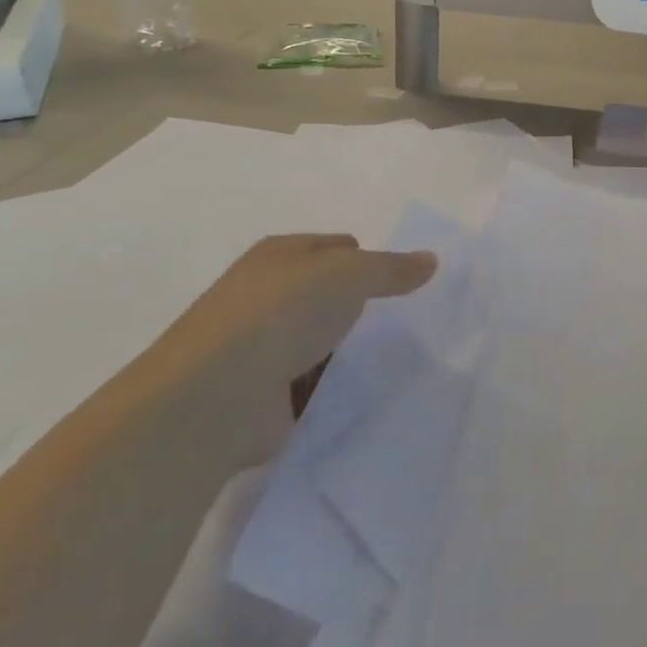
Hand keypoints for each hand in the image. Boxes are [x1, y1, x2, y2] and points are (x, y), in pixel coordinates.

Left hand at [164, 234, 438, 388]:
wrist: (216, 395)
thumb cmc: (282, 312)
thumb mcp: (349, 274)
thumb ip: (391, 269)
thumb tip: (430, 259)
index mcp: (280, 255)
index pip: (336, 248)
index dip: (368, 261)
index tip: (400, 285)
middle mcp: (266, 295)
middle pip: (326, 296)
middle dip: (359, 309)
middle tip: (405, 325)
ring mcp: (261, 348)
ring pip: (321, 343)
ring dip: (347, 354)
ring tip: (395, 364)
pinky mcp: (262, 397)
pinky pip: (312, 388)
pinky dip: (332, 392)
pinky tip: (364, 398)